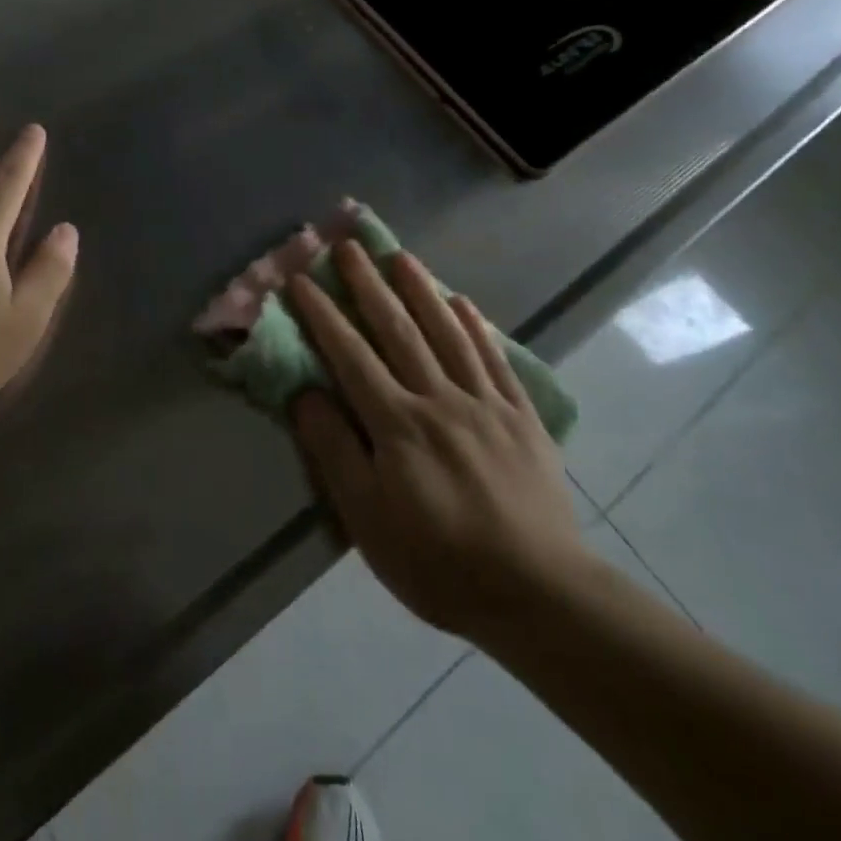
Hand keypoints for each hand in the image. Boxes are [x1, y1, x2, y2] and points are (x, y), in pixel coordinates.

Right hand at [287, 243, 590, 642]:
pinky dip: (477, 326)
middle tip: (348, 244)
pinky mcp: (521, 417)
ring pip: (447, 333)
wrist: (540, 596)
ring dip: (421, 290)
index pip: (350, 355)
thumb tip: (306, 393)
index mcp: (397, 424)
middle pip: (397, 330)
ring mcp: (484, 403)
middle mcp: (439, 399)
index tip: (301, 278)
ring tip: (401, 255)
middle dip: (368, 284)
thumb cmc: (439, 563)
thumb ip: (335, 451)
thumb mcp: (368, 521)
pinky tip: (463, 301)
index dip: (323, 313)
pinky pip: (494, 359)